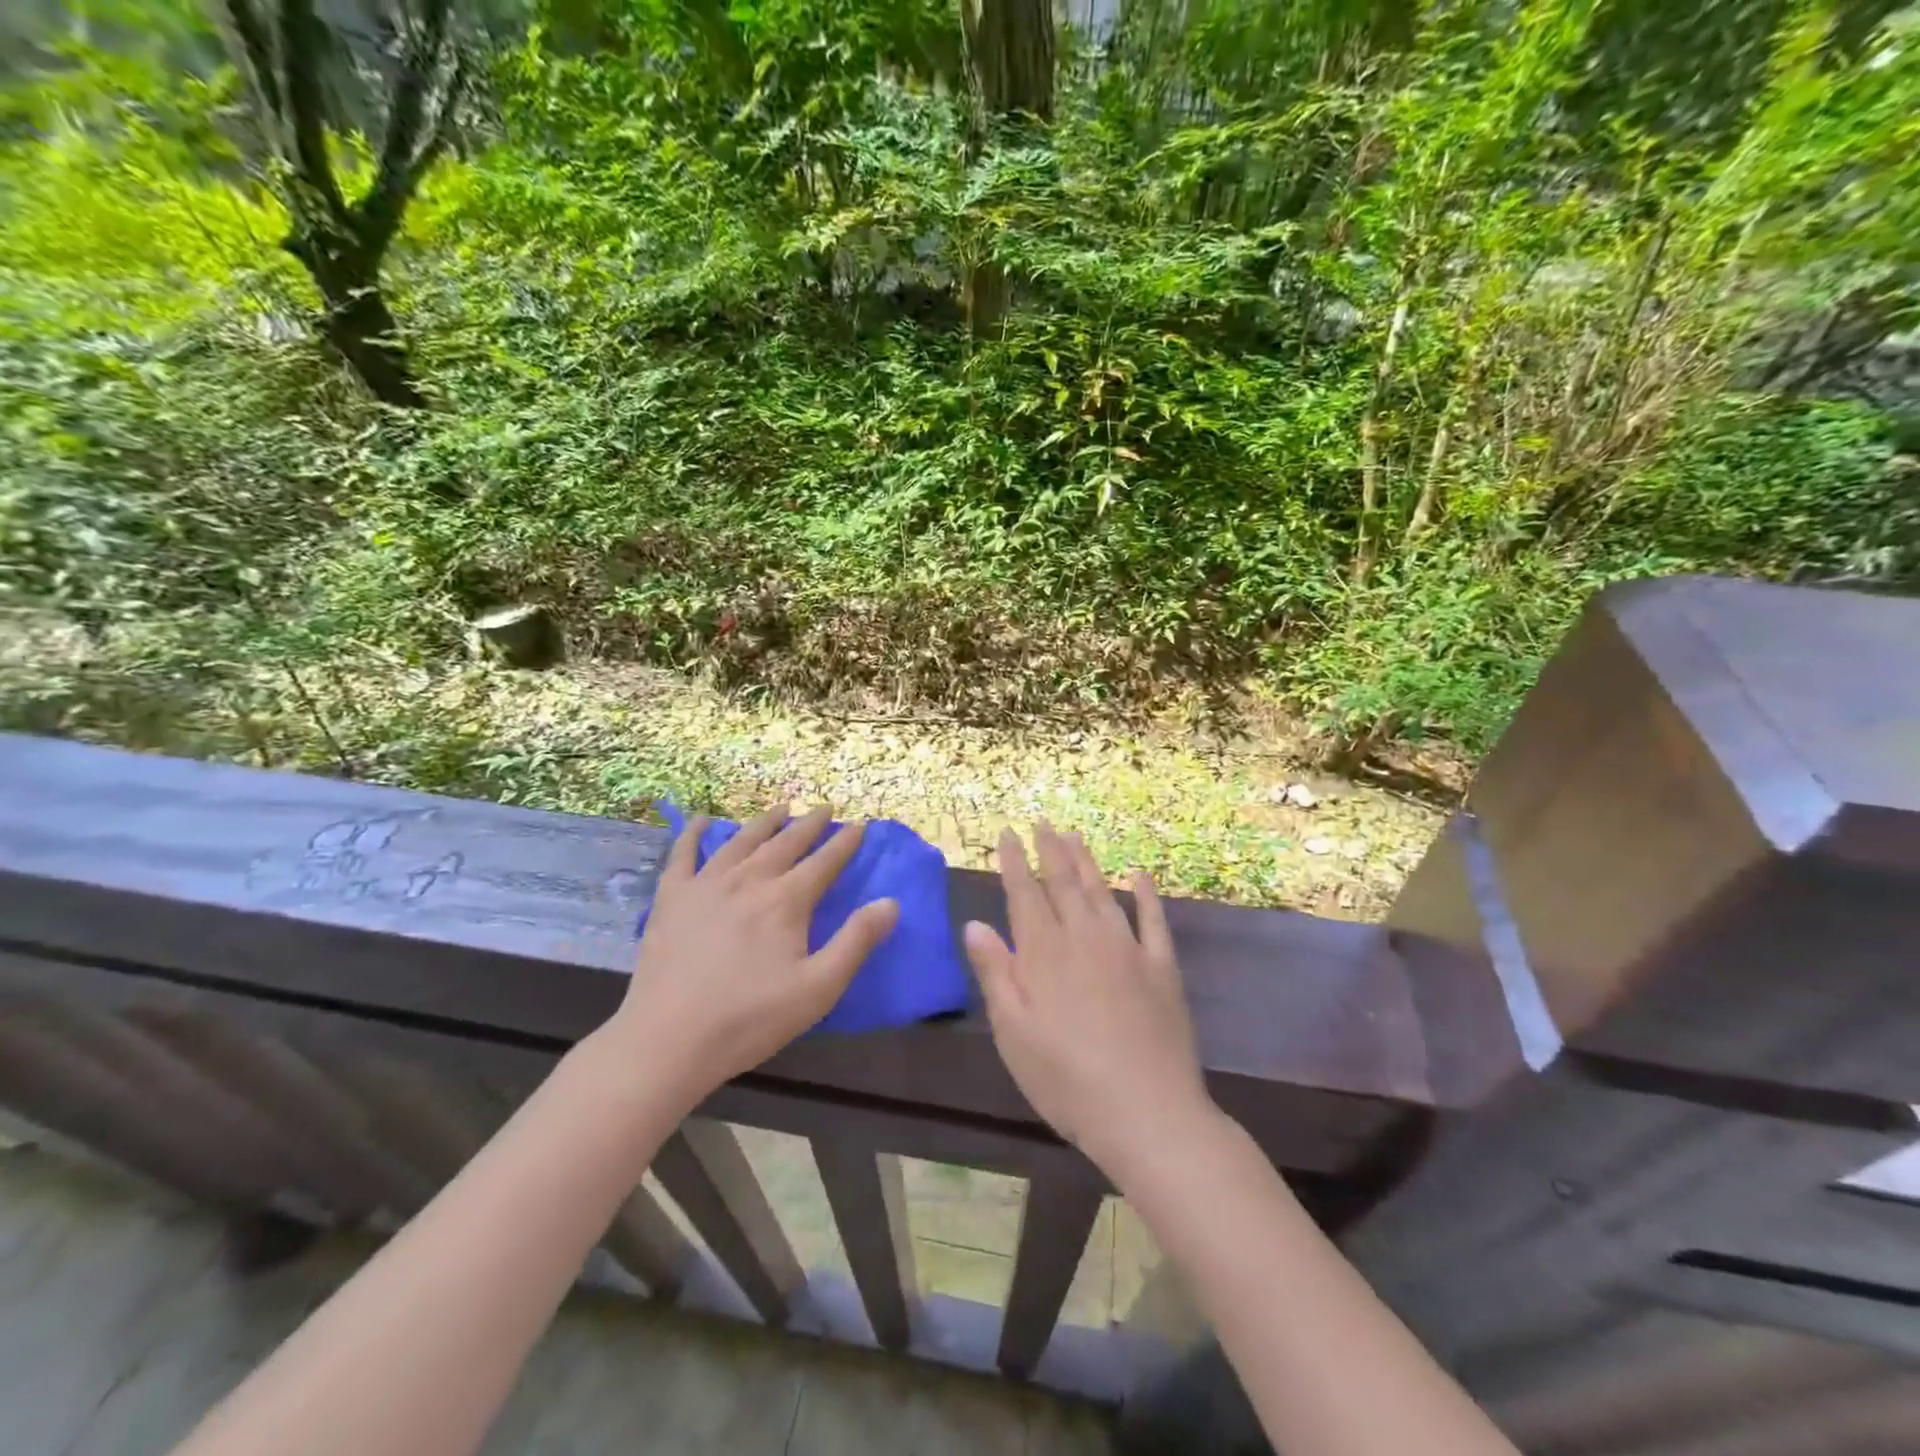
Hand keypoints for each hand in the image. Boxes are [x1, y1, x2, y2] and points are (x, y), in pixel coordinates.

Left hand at [607, 806, 899, 1098]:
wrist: (669, 1039)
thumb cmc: (750, 1018)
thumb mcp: (818, 988)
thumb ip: (856, 942)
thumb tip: (891, 902)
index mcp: (786, 900)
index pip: (824, 862)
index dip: (845, 843)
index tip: (859, 826)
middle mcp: (749, 880)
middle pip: (785, 843)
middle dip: (810, 824)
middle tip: (825, 808)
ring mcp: (706, 884)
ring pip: (741, 841)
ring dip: (765, 821)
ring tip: (781, 807)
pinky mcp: (671, 898)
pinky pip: (683, 854)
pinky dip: (694, 833)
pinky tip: (701, 821)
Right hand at [963, 824, 1212, 1182]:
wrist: (1146, 1112)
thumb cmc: (1065, 1079)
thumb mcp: (1013, 1032)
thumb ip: (995, 973)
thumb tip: (975, 924)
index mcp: (1044, 953)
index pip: (1024, 894)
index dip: (1014, 862)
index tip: (1007, 834)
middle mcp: (1084, 938)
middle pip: (1063, 883)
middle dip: (1049, 850)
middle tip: (1042, 822)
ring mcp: (1127, 948)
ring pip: (1102, 892)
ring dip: (1086, 861)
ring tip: (1074, 835)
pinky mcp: (1161, 967)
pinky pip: (1153, 920)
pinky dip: (1146, 894)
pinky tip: (1139, 875)